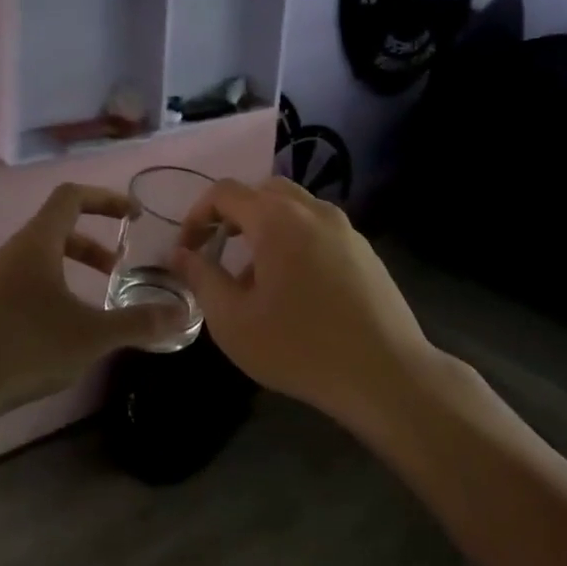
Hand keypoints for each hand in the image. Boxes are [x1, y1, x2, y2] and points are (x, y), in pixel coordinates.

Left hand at [0, 184, 176, 418]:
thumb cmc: (24, 348)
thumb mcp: (91, 336)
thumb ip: (138, 322)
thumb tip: (183, 314)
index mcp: (36, 243)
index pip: (72, 196)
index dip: (106, 199)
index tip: (132, 215)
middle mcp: (11, 251)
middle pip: (57, 227)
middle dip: (93, 242)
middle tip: (117, 267)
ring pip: (39, 257)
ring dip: (72, 267)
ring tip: (94, 300)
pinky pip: (24, 280)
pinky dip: (51, 287)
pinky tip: (60, 328)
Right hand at [168, 178, 433, 423]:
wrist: (385, 374)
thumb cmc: (299, 347)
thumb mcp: (234, 321)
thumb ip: (202, 278)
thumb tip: (180, 254)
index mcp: (277, 219)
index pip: (225, 192)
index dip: (197, 214)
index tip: (188, 249)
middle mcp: (313, 210)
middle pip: (263, 191)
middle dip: (234, 215)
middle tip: (219, 251)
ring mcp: (345, 228)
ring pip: (295, 209)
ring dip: (266, 229)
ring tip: (256, 278)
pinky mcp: (365, 250)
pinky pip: (319, 230)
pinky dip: (296, 241)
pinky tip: (296, 290)